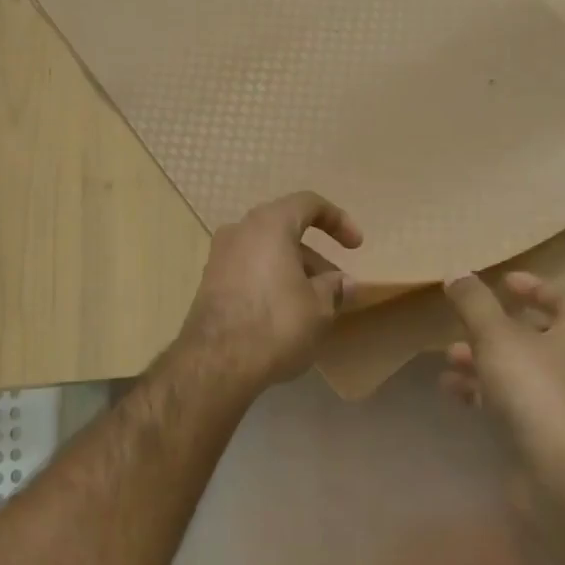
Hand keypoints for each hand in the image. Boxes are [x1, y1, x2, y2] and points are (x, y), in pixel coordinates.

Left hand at [173, 191, 363, 395]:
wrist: (217, 361)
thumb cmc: (276, 323)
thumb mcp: (319, 307)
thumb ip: (333, 287)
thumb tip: (340, 283)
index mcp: (269, 224)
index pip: (308, 204)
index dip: (338, 220)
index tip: (356, 246)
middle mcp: (239, 230)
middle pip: (285, 230)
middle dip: (315, 256)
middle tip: (335, 286)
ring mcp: (219, 256)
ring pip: (266, 252)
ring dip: (293, 270)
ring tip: (314, 304)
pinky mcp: (209, 282)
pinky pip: (248, 270)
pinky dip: (270, 281)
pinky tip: (285, 312)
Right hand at [441, 272, 564, 478]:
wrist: (563, 475)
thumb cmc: (536, 390)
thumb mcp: (497, 336)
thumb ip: (475, 303)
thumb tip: (457, 274)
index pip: (563, 298)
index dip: (533, 286)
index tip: (502, 281)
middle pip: (536, 335)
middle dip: (496, 327)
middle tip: (464, 321)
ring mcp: (561, 401)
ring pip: (518, 370)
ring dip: (483, 360)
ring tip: (449, 358)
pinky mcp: (543, 432)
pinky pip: (510, 402)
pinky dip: (482, 392)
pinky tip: (453, 391)